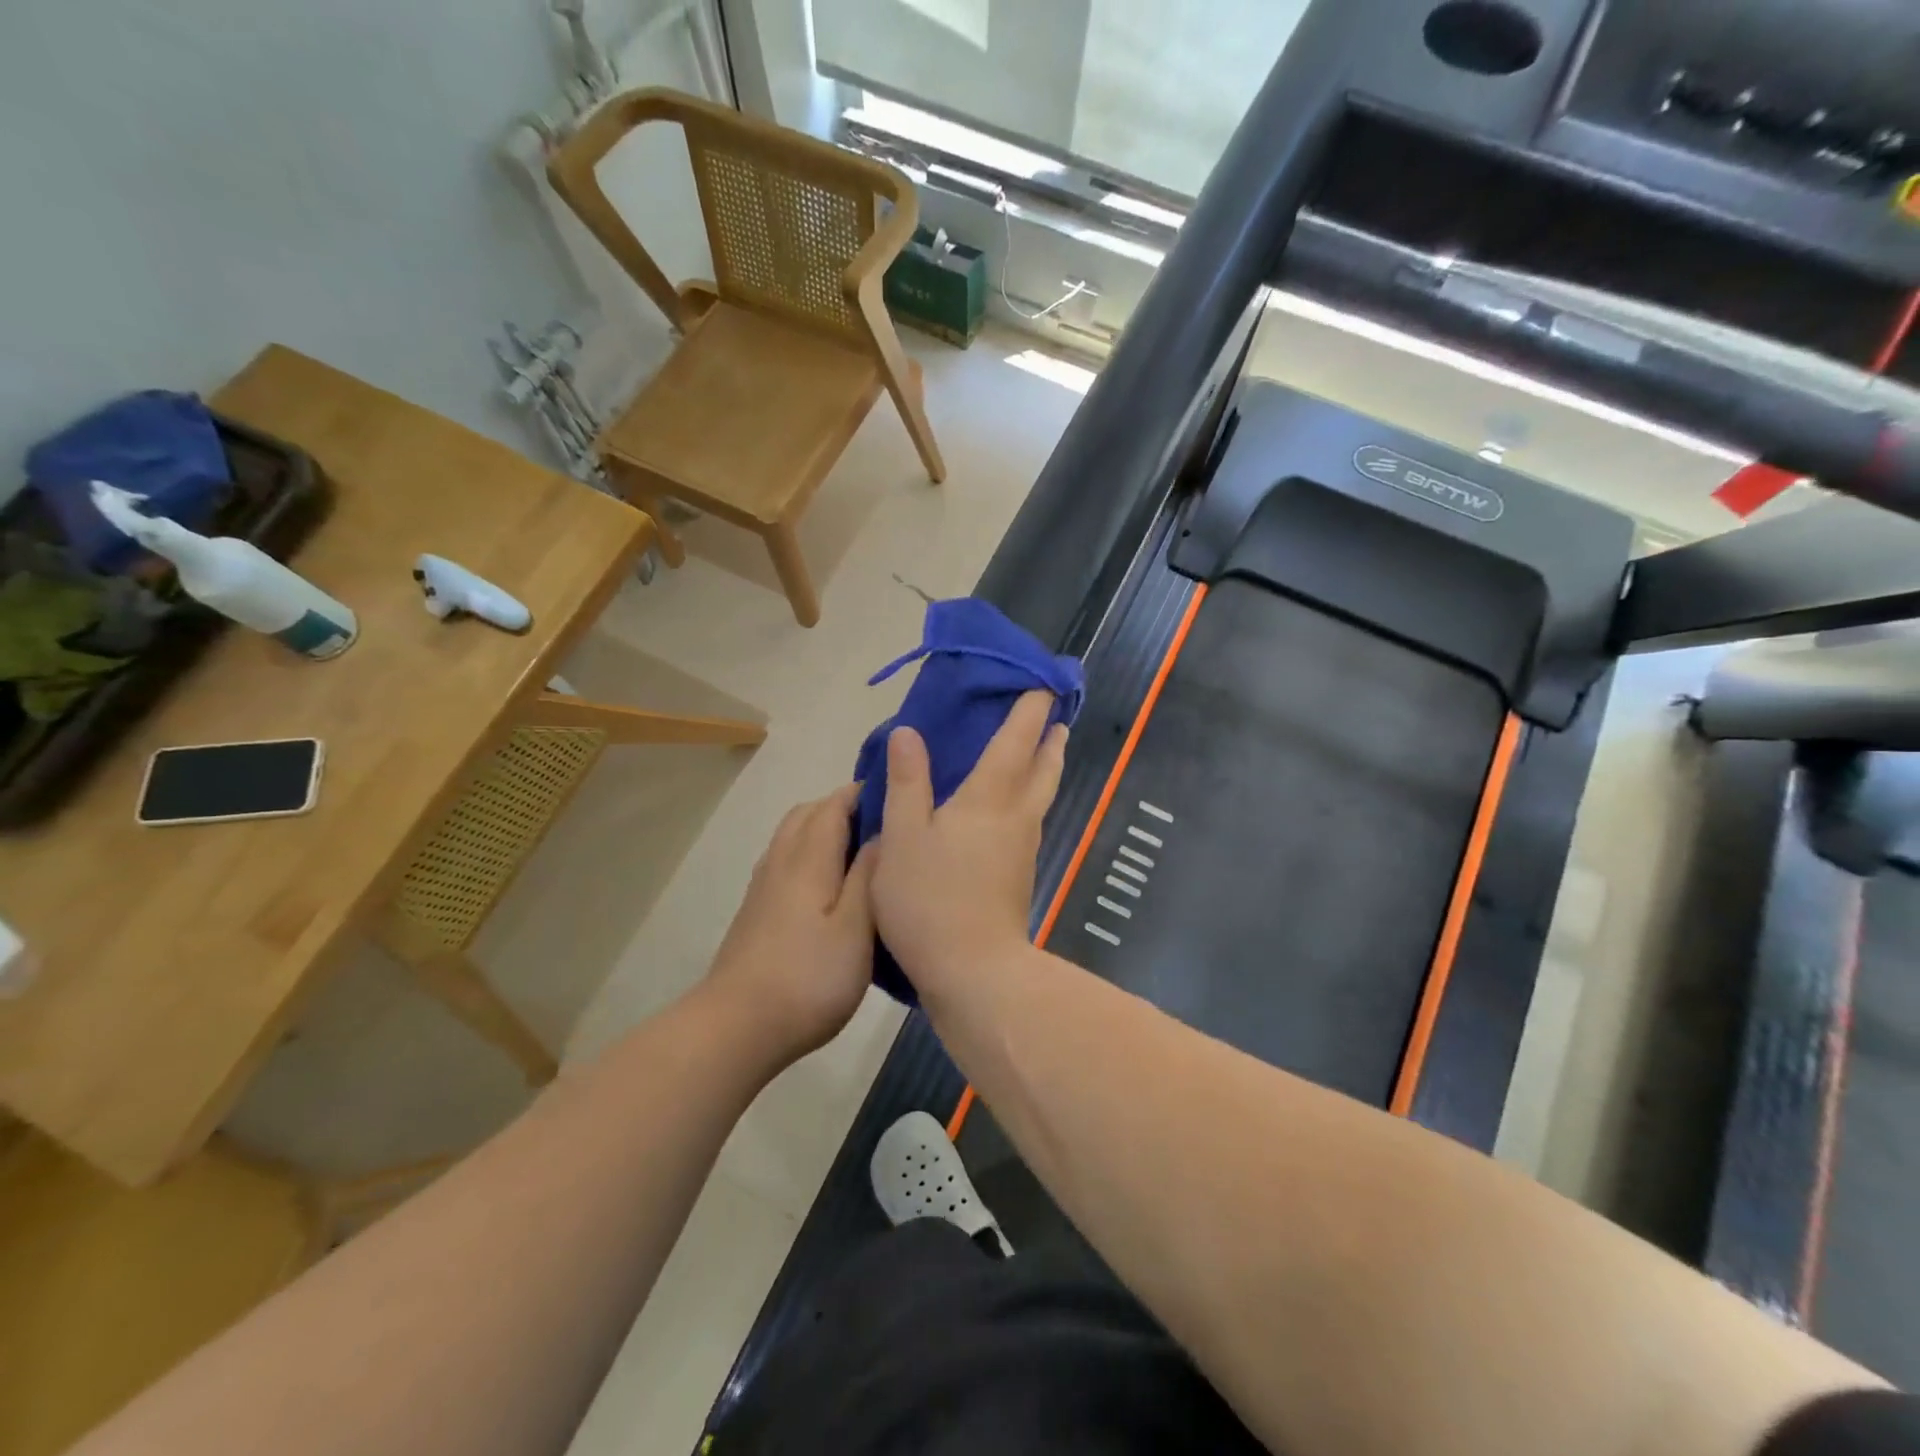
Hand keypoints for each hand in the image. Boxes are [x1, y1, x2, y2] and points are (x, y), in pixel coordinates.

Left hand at [704, 784, 876, 1064]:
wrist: (738, 1026)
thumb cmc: (809, 977)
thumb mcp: (856, 929)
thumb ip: (869, 876)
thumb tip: (883, 833)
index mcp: (808, 859)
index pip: (834, 805)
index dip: (863, 791)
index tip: (897, 792)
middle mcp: (781, 861)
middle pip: (808, 813)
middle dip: (843, 806)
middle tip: (883, 821)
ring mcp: (763, 886)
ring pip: (793, 836)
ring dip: (823, 828)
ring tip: (860, 849)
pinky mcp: (756, 910)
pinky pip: (785, 860)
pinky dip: (809, 852)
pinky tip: (829, 884)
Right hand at [871, 691, 1067, 1002]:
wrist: (974, 970)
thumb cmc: (931, 898)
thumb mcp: (903, 836)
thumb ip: (907, 782)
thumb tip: (908, 732)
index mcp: (989, 797)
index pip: (1017, 740)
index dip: (1030, 710)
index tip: (1043, 684)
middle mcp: (1017, 816)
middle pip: (1044, 767)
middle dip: (1050, 737)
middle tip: (1055, 716)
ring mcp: (1023, 848)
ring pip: (1042, 795)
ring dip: (1046, 766)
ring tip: (1043, 751)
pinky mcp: (1020, 875)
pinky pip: (1031, 819)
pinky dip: (1030, 796)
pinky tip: (1012, 807)